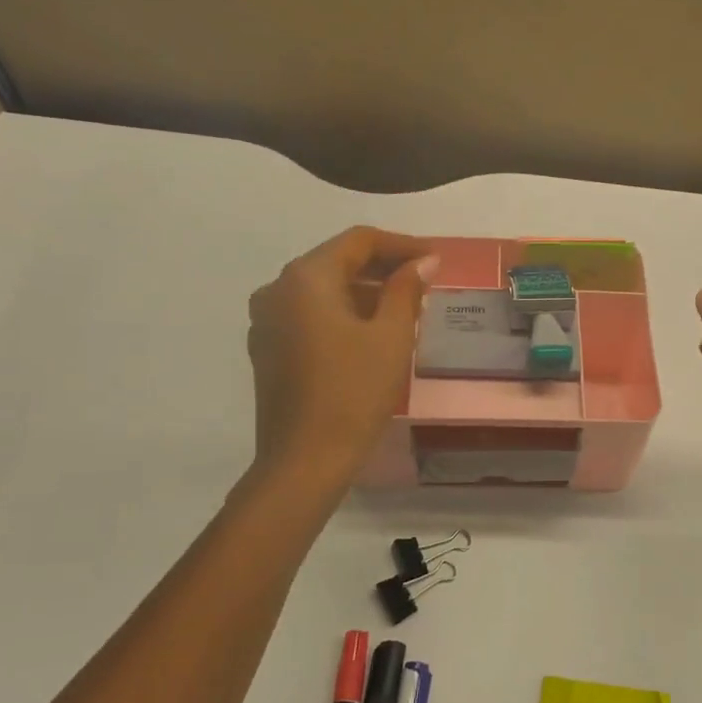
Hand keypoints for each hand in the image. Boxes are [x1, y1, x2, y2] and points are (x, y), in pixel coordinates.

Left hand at [247, 227, 436, 486]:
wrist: (305, 461)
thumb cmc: (353, 392)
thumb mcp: (390, 337)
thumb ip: (406, 290)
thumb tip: (423, 261)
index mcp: (305, 278)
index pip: (358, 241)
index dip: (401, 244)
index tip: (434, 258)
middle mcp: (277, 290)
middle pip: (336, 262)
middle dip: (382, 267)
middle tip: (423, 281)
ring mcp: (266, 322)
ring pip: (323, 291)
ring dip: (363, 291)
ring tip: (403, 308)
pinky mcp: (268, 350)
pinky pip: (309, 316)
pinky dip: (342, 314)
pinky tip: (370, 333)